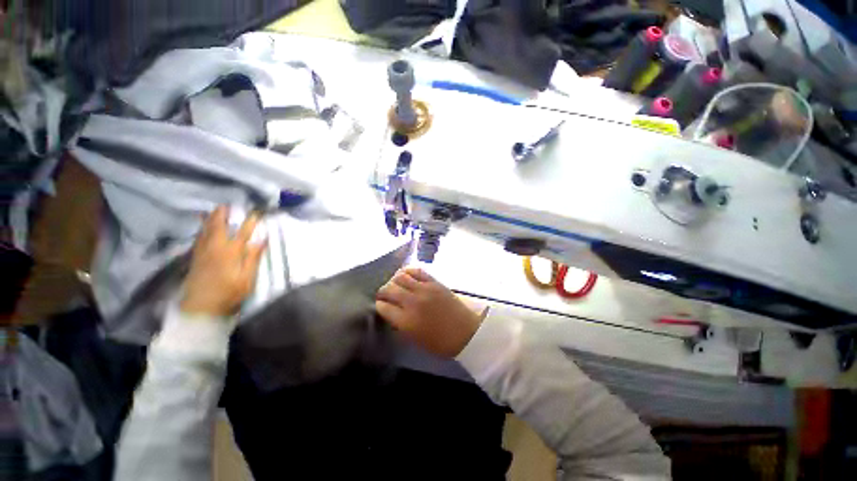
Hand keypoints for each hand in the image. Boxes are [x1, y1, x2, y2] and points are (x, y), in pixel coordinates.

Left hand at [181, 206, 265, 316]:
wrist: (201, 308)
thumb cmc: (229, 293)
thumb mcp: (247, 278)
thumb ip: (253, 258)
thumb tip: (262, 240)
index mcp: (231, 252)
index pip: (243, 232)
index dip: (250, 221)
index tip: (256, 212)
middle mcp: (215, 247)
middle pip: (219, 226)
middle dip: (223, 214)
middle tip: (227, 204)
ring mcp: (203, 252)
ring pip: (206, 230)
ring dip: (210, 219)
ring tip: (213, 210)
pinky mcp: (196, 258)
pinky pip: (199, 237)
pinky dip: (201, 229)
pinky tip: (202, 227)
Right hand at [376, 268, 484, 357]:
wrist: (466, 332)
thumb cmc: (440, 342)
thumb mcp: (415, 340)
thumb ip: (400, 325)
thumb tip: (391, 313)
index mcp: (406, 321)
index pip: (383, 307)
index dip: (379, 306)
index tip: (380, 306)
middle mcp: (412, 302)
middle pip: (389, 289)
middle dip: (382, 291)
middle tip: (383, 294)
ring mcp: (424, 290)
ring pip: (401, 277)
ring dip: (393, 280)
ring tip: (394, 284)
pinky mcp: (434, 282)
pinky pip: (417, 271)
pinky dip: (408, 271)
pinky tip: (406, 275)